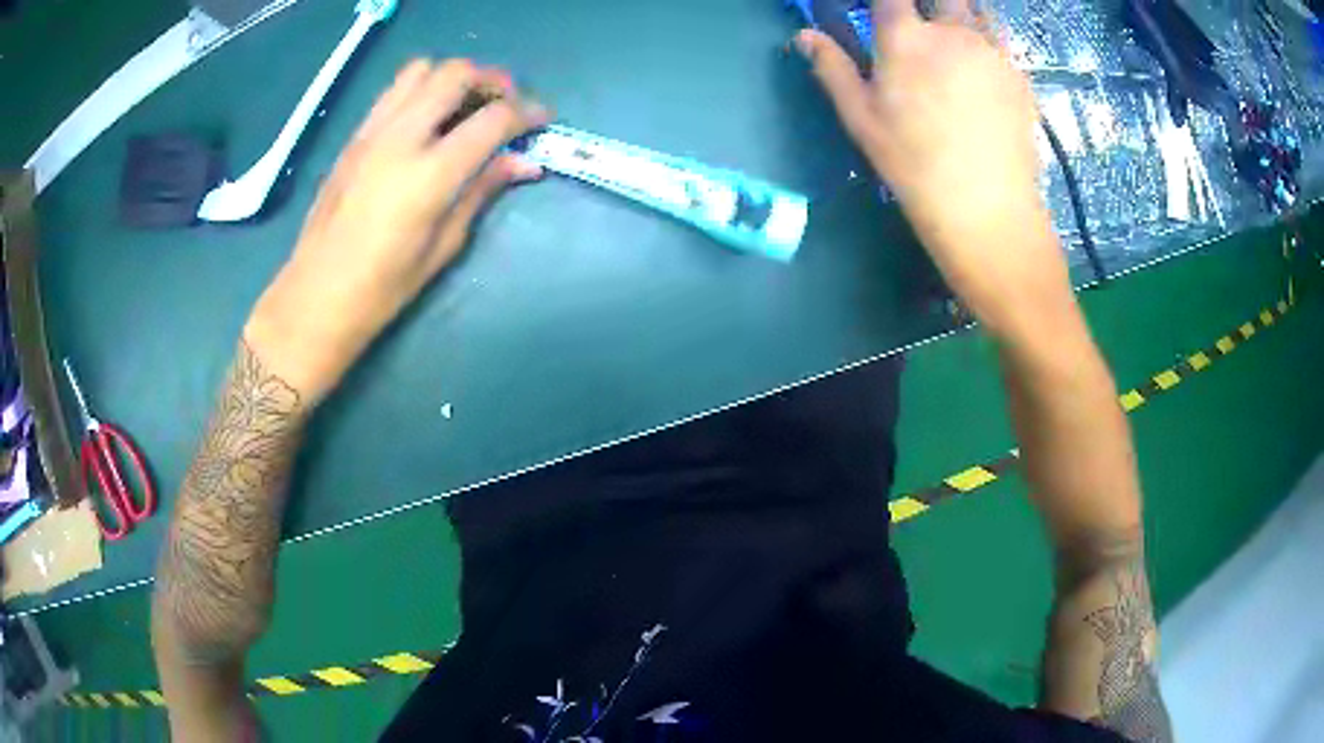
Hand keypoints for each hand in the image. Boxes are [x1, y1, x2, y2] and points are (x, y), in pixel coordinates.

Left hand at [245, 59, 549, 400]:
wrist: (316, 296)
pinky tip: (428, 120)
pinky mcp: (354, 137)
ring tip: (466, 104)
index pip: (493, 118)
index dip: (527, 112)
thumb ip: (483, 191)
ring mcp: (372, 132)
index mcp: (429, 174)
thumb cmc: (383, 287)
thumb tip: (526, 162)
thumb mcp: (444, 245)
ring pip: (422, 69)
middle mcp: (401, 138)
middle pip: (457, 74)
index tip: (542, 119)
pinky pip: (394, 90)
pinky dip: (422, 89)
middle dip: (493, 80)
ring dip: (453, 77)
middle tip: (506, 104)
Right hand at [796, 0, 1075, 337]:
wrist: (987, 208)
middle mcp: (952, 30)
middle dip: (929, 3)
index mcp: (905, 37)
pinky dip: (986, 41)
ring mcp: (992, 50)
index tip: (882, 9)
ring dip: (959, 14)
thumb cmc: (914, 165)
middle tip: (921, 23)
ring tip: (952, 39)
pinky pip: (1000, 40)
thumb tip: (804, 36)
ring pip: (976, 10)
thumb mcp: (861, 119)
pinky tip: (981, 69)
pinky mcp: (1020, 74)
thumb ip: (833, 68)